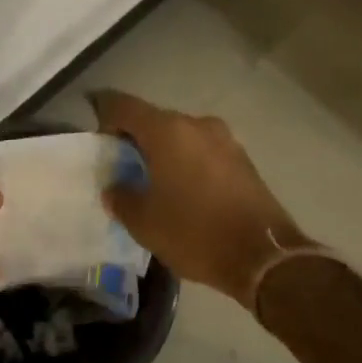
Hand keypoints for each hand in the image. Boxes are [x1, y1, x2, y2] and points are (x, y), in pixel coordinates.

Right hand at [91, 90, 313, 310]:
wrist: (264, 256)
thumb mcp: (144, 222)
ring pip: (181, 136)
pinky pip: (203, 151)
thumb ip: (121, 198)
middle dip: (135, 137)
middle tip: (121, 165)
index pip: (124, 106)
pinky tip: (183, 190)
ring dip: (163, 151)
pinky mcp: (242, 160)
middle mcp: (196, 125)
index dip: (104, 114)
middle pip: (154, 120)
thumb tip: (115, 188)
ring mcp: (224, 140)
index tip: (96, 137)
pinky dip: (187, 162)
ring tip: (152, 181)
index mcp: (167, 131)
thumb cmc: (194, 232)